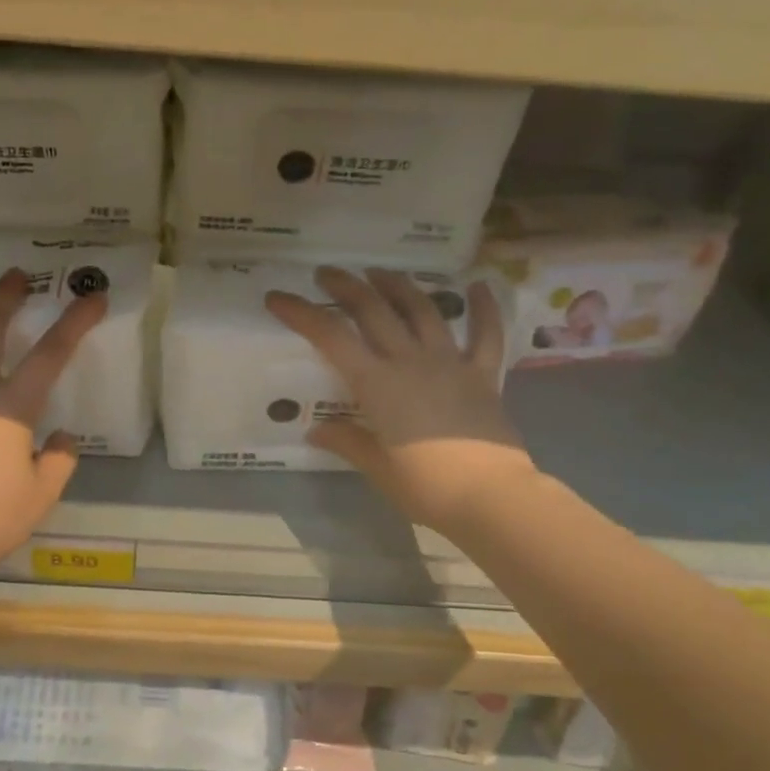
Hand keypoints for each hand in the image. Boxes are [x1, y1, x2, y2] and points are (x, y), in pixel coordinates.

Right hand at [265, 267, 532, 536]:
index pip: (331, 337)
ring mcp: (450, 363)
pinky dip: (484, 308)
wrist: (491, 497)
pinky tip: (480, 285)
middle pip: (373, 310)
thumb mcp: (377, 468)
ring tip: (380, 272)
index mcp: (377, 384)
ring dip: (398, 286)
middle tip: (327, 273)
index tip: (278, 297)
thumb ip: (347, 442)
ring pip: (422, 310)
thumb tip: (317, 431)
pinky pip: (486, 335)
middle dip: (346, 286)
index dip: (301, 313)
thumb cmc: (426, 487)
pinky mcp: (483, 375)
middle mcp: (410, 361)